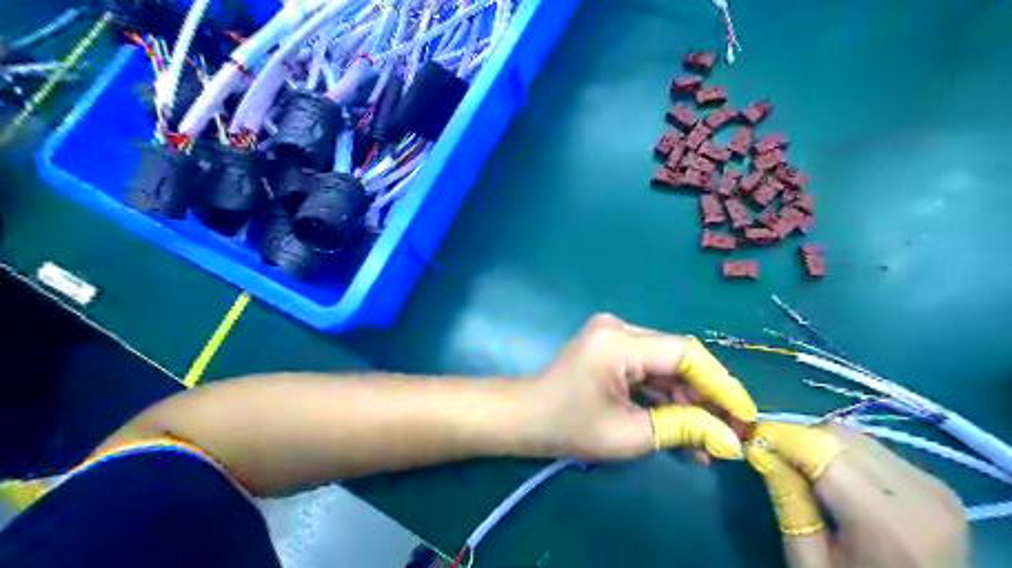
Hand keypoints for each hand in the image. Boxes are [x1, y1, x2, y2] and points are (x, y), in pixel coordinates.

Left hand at [527, 313, 753, 463]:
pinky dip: (665, 395)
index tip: (745, 417)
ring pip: (666, 364)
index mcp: (619, 342)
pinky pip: (649, 367)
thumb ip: (683, 429)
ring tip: (706, 440)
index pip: (686, 354)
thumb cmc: (568, 427)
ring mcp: (614, 335)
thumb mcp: (629, 434)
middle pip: (678, 358)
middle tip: (729, 434)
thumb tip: (731, 440)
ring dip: (686, 400)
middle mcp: (619, 328)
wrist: (524, 417)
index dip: (720, 384)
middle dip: (705, 396)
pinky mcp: (611, 347)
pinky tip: (681, 425)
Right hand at [745, 421, 967, 566]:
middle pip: (837, 436)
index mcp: (889, 524)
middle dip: (797, 440)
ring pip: (854, 436)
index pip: (821, 452)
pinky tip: (834, 477)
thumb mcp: (809, 561)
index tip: (749, 438)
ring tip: (801, 469)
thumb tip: (759, 449)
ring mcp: (933, 487)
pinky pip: (873, 448)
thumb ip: (787, 502)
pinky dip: (843, 452)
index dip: (780, 437)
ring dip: (819, 444)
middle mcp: (919, 495)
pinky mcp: (935, 484)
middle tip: (771, 456)